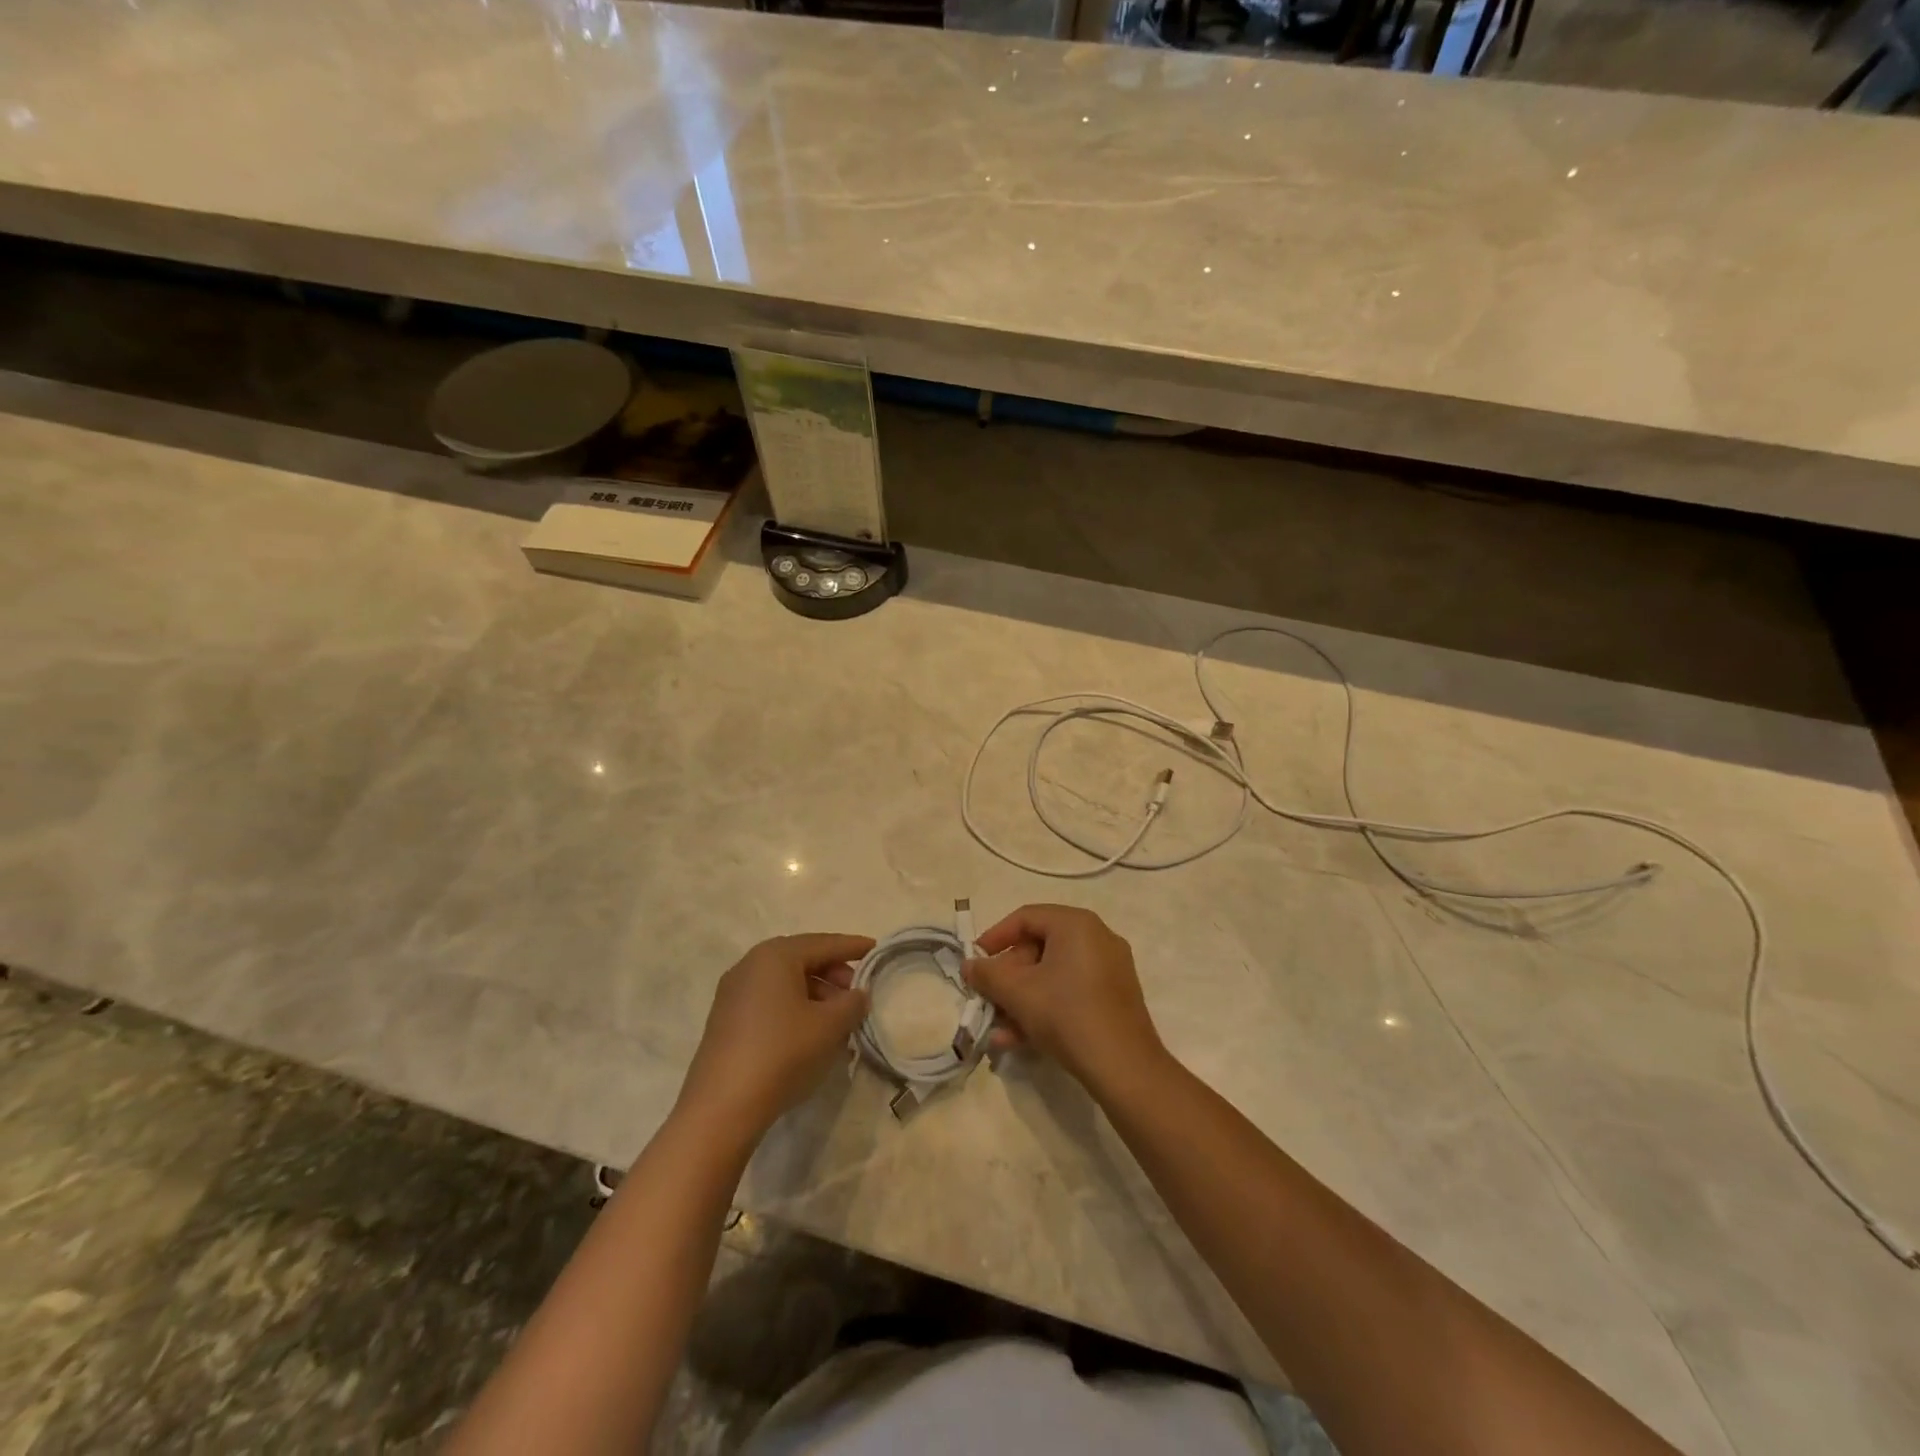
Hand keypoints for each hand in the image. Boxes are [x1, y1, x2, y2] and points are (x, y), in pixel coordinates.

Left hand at [678, 933, 873, 1139]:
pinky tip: (811, 1033)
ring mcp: (734, 993)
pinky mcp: (726, 1020)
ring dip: (815, 993)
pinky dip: (794, 1007)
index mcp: (775, 956)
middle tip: (857, 992)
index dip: (853, 947)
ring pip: (785, 982)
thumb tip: (857, 994)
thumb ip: (852, 1003)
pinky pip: (769, 1001)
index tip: (876, 949)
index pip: (823, 943)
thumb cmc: (782, 1053)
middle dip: (833, 972)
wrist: (721, 1107)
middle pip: (802, 959)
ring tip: (838, 1018)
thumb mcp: (829, 1026)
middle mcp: (750, 965)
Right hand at [964, 904, 1164, 1092]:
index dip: (994, 937)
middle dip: (1007, 977)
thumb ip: (987, 974)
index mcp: (1076, 924)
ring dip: (1021, 998)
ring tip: (998, 1029)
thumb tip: (969, 965)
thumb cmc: (1067, 1014)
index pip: (1026, 917)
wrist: (1124, 1068)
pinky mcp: (1114, 997)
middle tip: (987, 999)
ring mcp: (1109, 969)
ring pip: (1053, 975)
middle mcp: (1097, 937)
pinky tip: (1020, 1039)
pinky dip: (1045, 1007)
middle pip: (1039, 947)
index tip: (975, 962)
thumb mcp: (1018, 993)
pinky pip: (1071, 991)